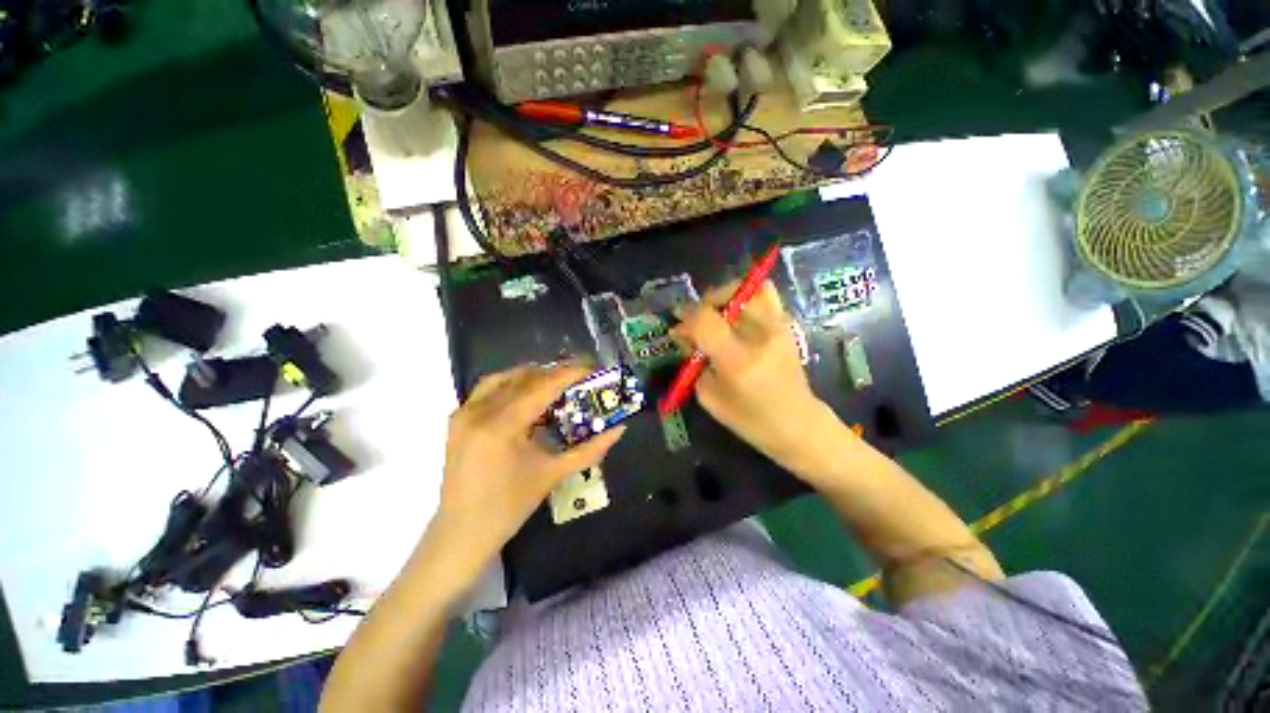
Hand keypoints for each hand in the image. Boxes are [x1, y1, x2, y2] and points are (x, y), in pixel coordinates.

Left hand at [429, 362, 625, 564]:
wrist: (462, 532)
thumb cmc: (510, 506)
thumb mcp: (554, 474)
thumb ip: (590, 449)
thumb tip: (619, 429)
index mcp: (502, 427)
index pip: (543, 387)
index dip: (570, 374)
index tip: (592, 368)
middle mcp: (479, 412)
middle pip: (525, 378)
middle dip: (555, 373)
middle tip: (580, 376)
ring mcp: (464, 413)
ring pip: (505, 378)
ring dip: (533, 375)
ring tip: (557, 382)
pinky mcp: (457, 419)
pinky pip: (488, 389)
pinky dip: (512, 384)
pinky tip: (527, 394)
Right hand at [672, 280, 841, 472]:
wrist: (798, 424)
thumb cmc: (750, 420)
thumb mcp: (710, 397)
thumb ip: (694, 362)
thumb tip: (684, 335)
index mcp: (737, 360)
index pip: (705, 319)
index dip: (686, 317)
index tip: (677, 326)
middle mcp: (760, 335)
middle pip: (727, 295)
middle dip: (703, 304)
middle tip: (695, 320)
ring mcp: (778, 326)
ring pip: (748, 288)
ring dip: (725, 296)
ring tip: (716, 313)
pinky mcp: (787, 325)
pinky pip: (765, 293)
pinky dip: (746, 296)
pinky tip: (737, 314)